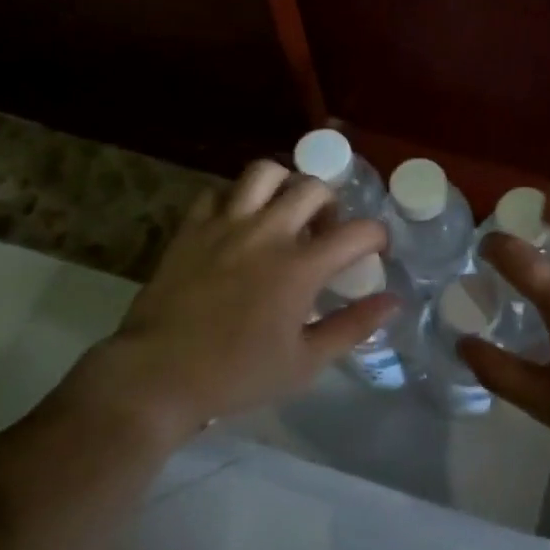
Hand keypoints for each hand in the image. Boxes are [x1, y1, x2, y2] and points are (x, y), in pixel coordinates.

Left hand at [60, 160, 395, 447]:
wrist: (156, 376)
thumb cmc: (237, 375)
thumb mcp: (305, 362)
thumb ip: (353, 326)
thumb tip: (392, 301)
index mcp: (300, 267)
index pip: (358, 232)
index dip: (377, 236)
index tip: (377, 250)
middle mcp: (267, 233)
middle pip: (314, 188)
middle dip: (332, 204)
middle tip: (326, 231)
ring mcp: (226, 225)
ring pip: (264, 172)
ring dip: (285, 185)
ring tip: (285, 212)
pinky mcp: (192, 228)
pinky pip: (218, 192)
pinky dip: (236, 199)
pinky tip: (239, 223)